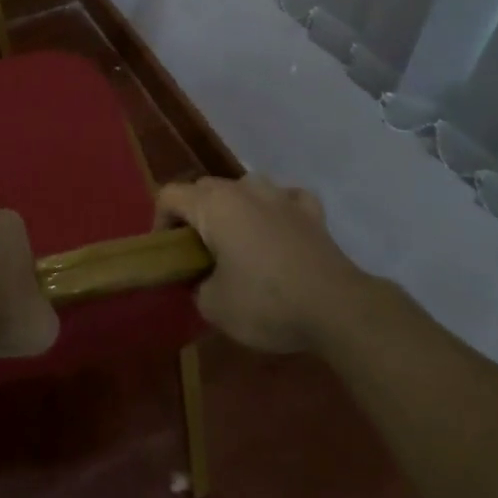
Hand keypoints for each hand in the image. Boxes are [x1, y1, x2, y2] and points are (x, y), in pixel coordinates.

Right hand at [157, 174, 362, 353]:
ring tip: (238, 241)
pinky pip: (286, 199)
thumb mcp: (213, 306)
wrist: (337, 308)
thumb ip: (197, 286)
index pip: (169, 196)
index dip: (159, 222)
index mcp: (213, 205)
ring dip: (235, 208)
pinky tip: (279, 230)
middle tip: (198, 253)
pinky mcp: (312, 212)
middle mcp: (244, 190)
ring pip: (245, 188)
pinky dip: (277, 210)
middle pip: (205, 189)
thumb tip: (203, 281)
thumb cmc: (266, 302)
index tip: (168, 254)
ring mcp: (281, 196)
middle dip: (195, 215)